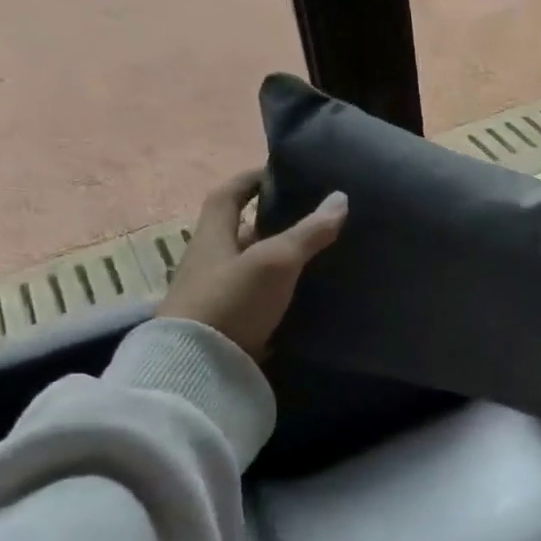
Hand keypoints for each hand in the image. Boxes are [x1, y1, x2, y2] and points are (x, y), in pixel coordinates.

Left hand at [158, 170, 346, 360]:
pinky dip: (278, 294)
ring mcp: (217, 297)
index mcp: (212, 237)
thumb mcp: (275, 261)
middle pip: (240, 233)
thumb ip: (308, 232)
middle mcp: (210, 263)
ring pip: (250, 269)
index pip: (228, 196)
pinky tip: (304, 297)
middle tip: (308, 218)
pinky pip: (256, 301)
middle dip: (270, 223)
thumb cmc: (232, 301)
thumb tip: (340, 198)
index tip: (276, 173)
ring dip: (276, 261)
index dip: (249, 180)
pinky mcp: (228, 327)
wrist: (199, 367)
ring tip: (315, 256)